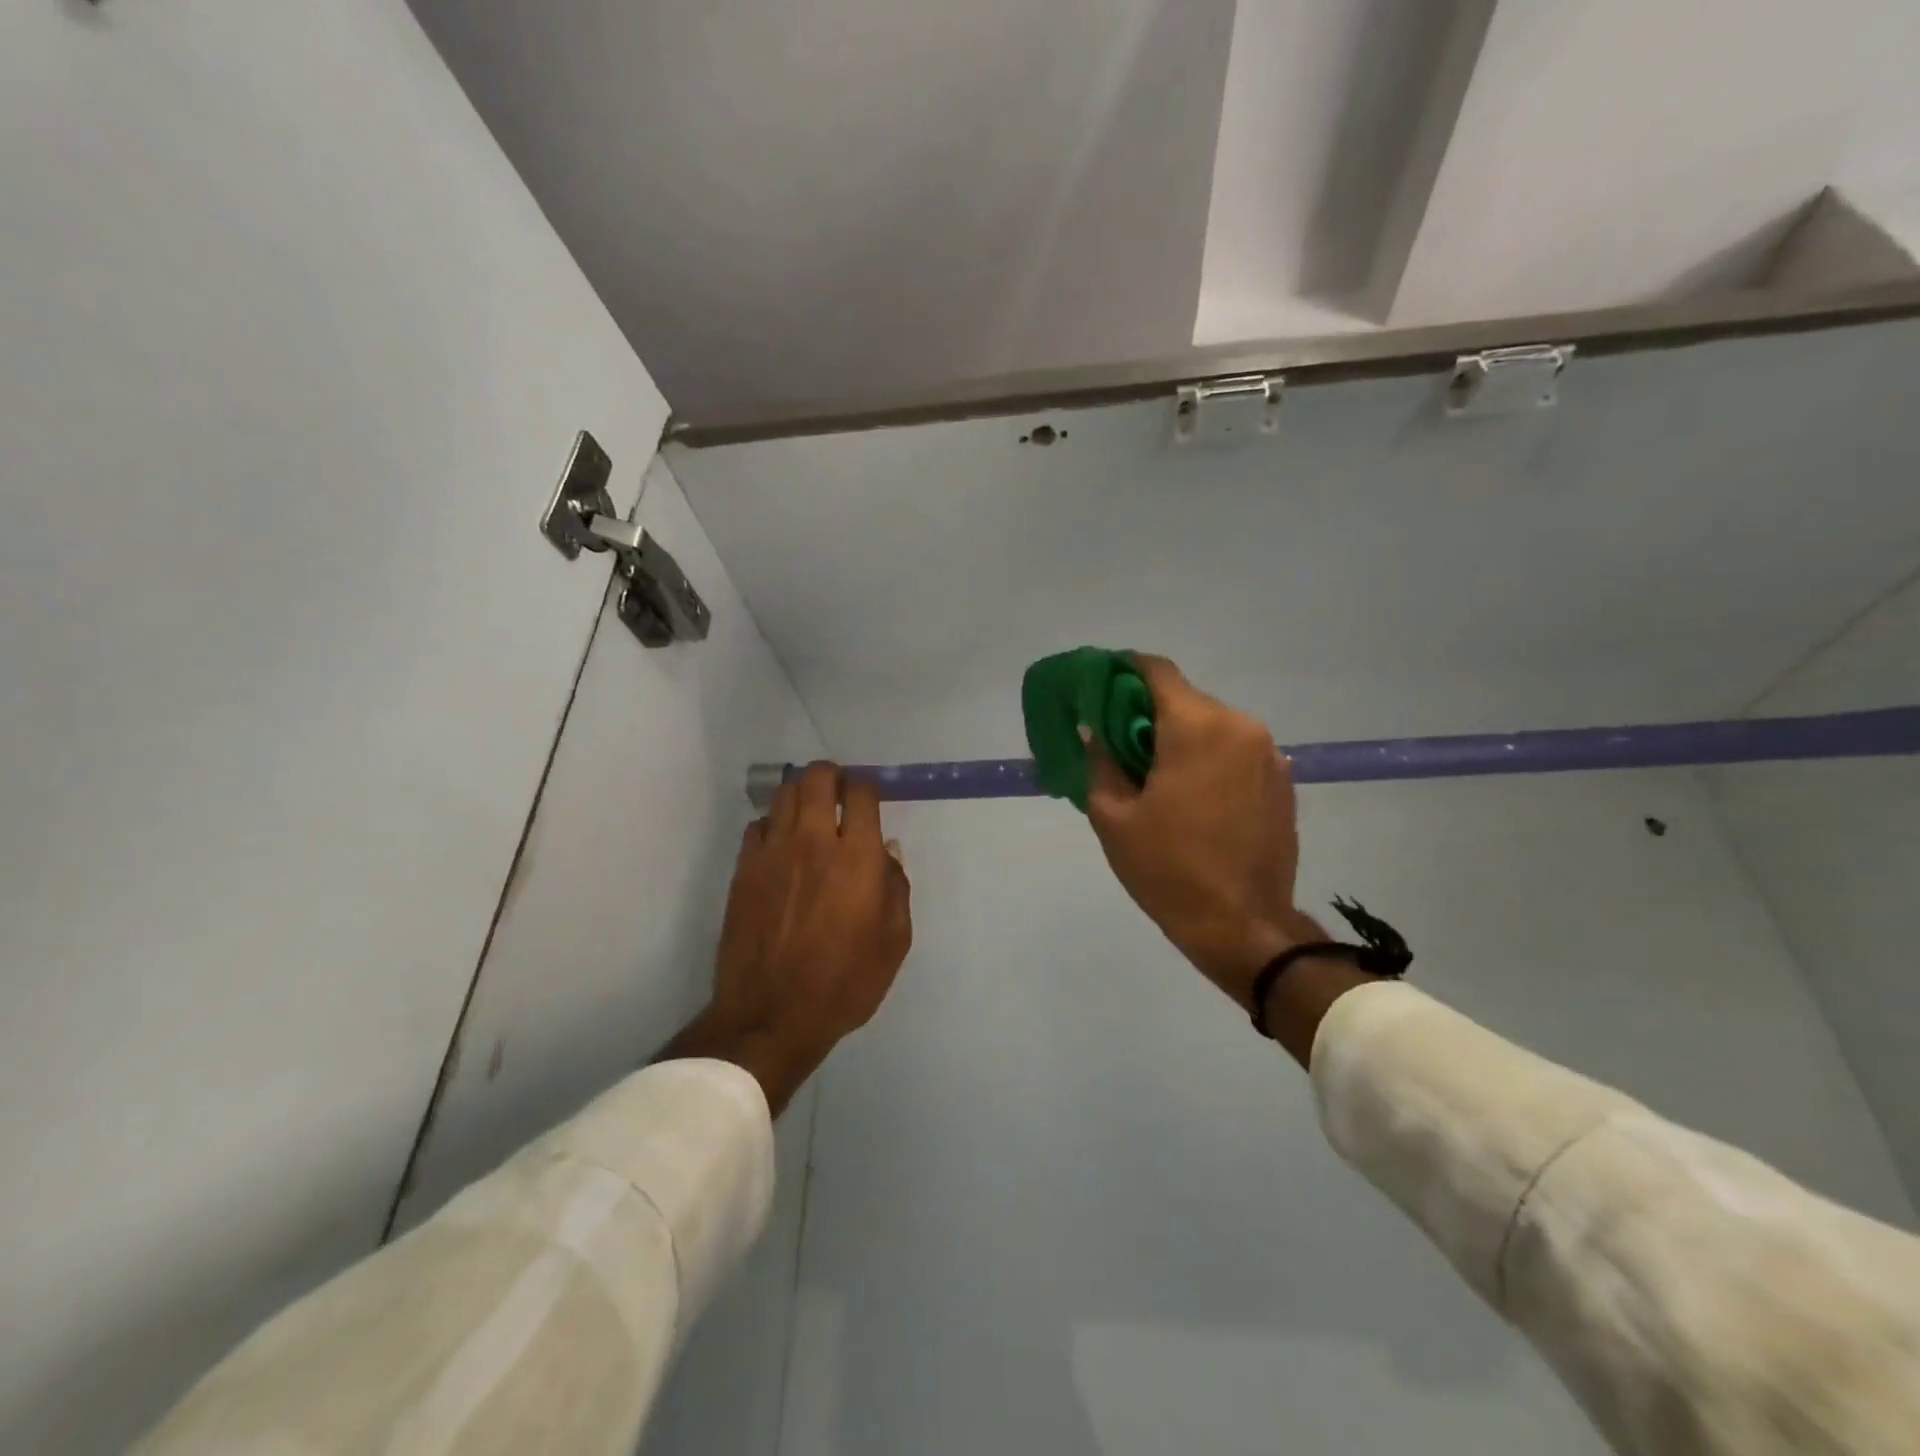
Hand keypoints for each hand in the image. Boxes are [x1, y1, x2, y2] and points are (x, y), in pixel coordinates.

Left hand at [663, 763, 911, 1114]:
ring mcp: (772, 853)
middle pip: (817, 778)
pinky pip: (758, 826)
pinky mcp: (743, 869)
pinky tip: (782, 846)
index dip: (867, 787)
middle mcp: (813, 842)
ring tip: (810, 815)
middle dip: (832, 776)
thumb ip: (896, 889)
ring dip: (801, 795)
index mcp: (856, 857)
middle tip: (839, 794)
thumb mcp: (894, 943)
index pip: (861, 793)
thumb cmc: (844, 983)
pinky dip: (774, 825)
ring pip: (784, 794)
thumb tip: (887, 852)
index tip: (869, 798)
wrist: (772, 1015)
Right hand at [1086, 655, 1321, 1010]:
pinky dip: (1209, 759)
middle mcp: (1239, 726)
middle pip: (1185, 699)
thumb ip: (1100, 762)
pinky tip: (1192, 797)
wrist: (1243, 926)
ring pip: (1212, 726)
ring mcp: (1268, 754)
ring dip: (1181, 738)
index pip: (1156, 670)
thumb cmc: (1169, 869)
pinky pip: (1236, 752)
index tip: (1100, 688)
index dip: (1123, 671)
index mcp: (1197, 727)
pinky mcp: (1283, 781)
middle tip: (1120, 744)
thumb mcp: (1114, 817)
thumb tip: (1094, 731)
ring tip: (1156, 776)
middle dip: (1149, 713)